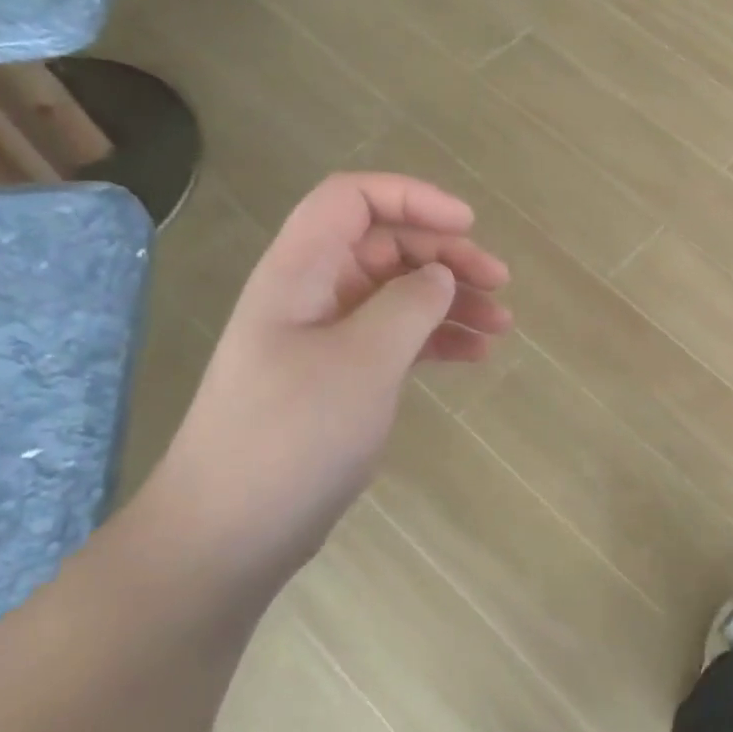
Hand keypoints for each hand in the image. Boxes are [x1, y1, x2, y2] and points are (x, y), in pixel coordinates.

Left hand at [139, 173, 511, 582]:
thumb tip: (440, 275)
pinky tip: (475, 355)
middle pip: (384, 244)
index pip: (352, 199)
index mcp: (300, 271)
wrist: (230, 534)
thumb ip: (409, 305)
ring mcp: (325, 337)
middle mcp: (311, 292)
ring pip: (397, 293)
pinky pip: (395, 337)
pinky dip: (436, 339)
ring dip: (450, 300)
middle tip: (499, 283)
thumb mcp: (363, 362)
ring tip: (502, 325)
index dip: (412, 198)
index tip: (468, 226)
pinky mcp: (339, 376)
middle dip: (445, 255)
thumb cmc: (293, 436)